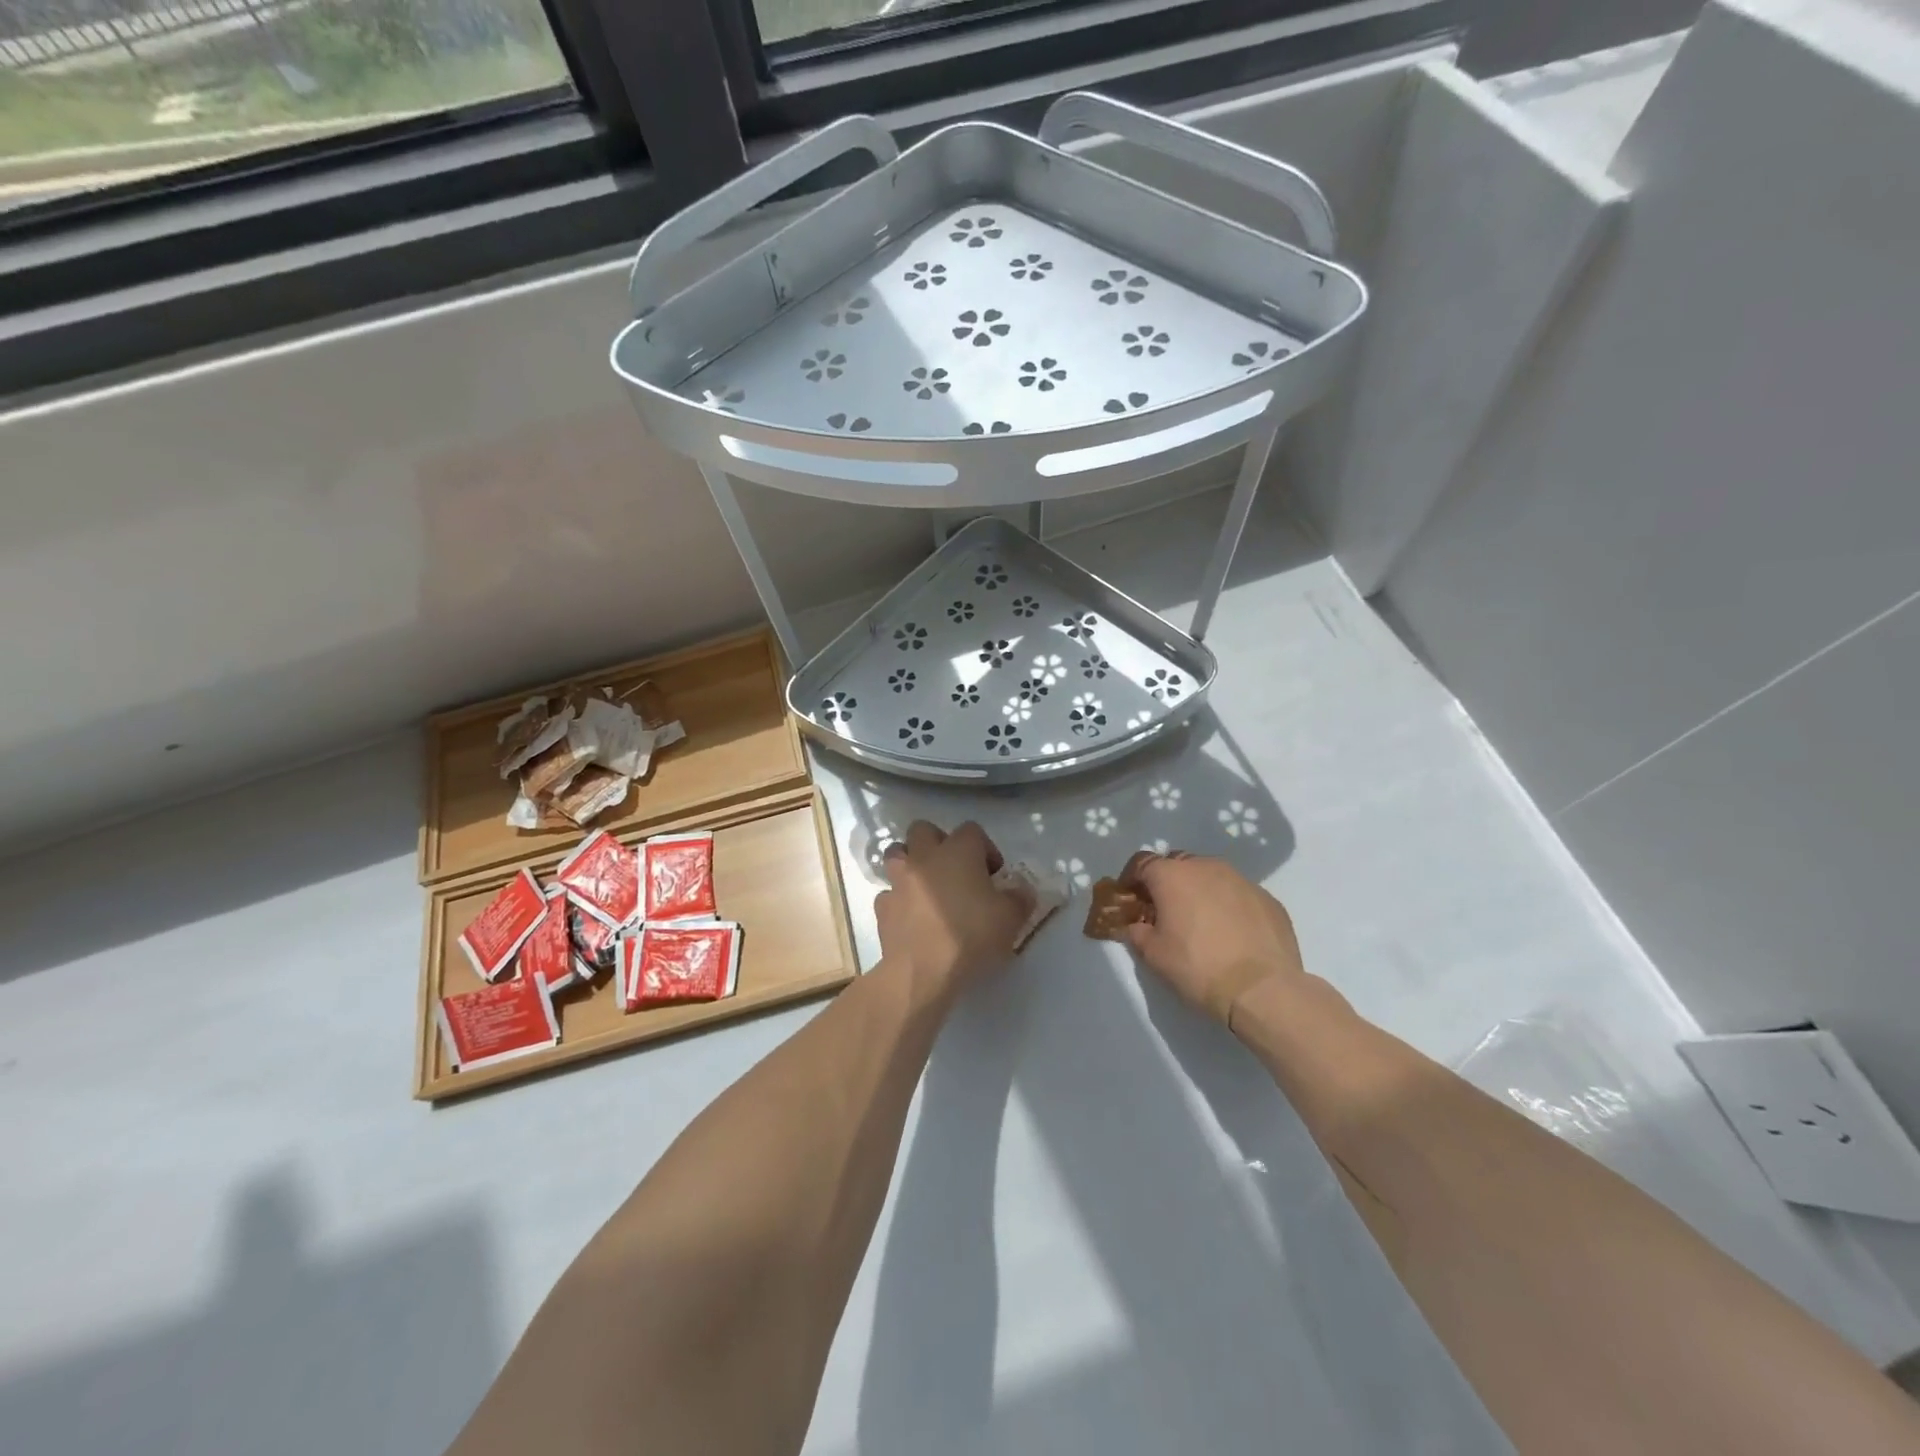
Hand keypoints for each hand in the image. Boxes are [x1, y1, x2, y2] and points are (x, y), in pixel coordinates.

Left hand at [876, 821, 1031, 999]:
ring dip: (911, 863)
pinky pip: (889, 893)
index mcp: (957, 851)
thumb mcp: (1011, 918)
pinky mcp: (882, 907)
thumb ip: (1020, 898)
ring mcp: (898, 880)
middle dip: (938, 842)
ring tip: (927, 886)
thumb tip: (1021, 890)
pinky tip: (912, 918)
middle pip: (923, 829)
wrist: (922, 972)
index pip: (972, 830)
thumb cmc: (970, 936)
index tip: (994, 875)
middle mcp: (924, 857)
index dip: (985, 848)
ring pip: (897, 854)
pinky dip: (899, 899)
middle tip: (955, 869)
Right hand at [1122, 851, 1305, 1024]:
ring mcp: (1241, 880)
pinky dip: (1229, 905)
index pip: (1142, 863)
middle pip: (1178, 864)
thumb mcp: (1153, 954)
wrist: (1262, 989)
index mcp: (1172, 875)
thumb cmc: (1198, 967)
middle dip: (1167, 882)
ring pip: (1211, 876)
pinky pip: (1238, 894)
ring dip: (1200, 891)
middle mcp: (1206, 867)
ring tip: (1201, 922)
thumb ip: (1137, 932)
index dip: (1131, 879)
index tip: (1130, 900)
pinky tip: (1232, 934)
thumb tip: (1137, 925)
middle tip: (1165, 911)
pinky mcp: (1267, 898)